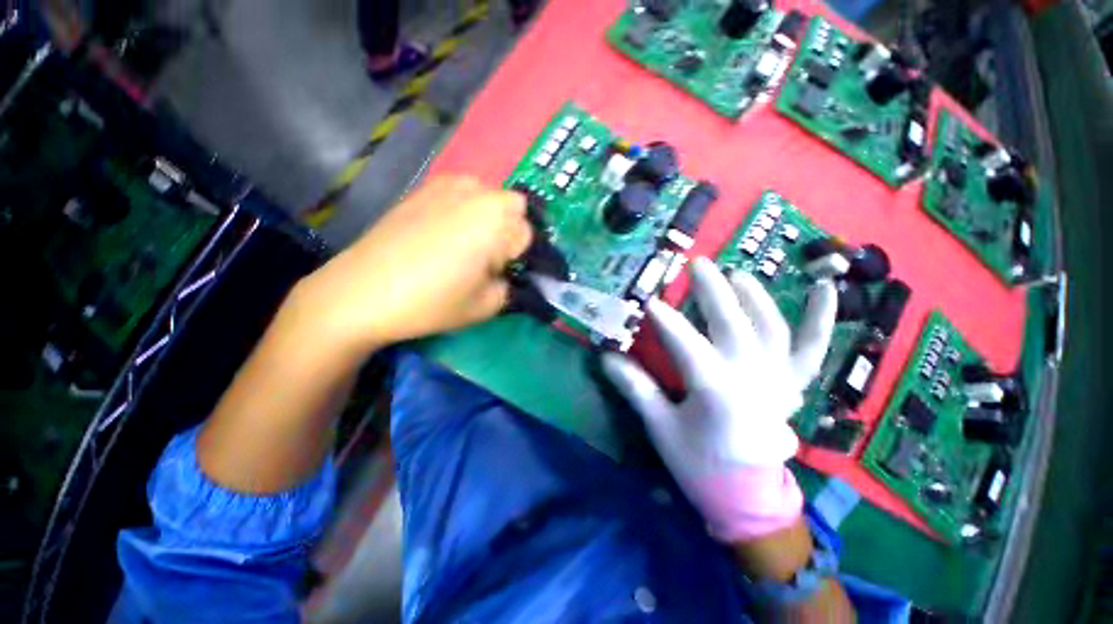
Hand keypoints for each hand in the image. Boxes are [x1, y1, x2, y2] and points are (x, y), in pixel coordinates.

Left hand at [291, 175, 532, 353]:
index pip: (528, 234)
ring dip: (489, 219)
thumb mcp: (486, 306)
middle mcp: (476, 193)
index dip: (519, 257)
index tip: (502, 273)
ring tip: (466, 246)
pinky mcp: (423, 189)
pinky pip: (461, 194)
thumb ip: (510, 287)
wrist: (362, 291)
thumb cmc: (431, 301)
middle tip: (488, 258)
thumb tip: (508, 275)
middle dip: (509, 231)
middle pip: (513, 208)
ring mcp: (447, 186)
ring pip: (488, 197)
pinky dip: (465, 211)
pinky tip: (442, 234)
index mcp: (496, 220)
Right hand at [602, 258, 836, 539]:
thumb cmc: (699, 463)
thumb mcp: (661, 428)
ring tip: (736, 274)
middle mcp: (752, 379)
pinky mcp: (793, 383)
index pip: (685, 343)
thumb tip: (606, 358)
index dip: (665, 319)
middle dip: (712, 291)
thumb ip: (635, 389)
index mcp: (716, 392)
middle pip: (732, 324)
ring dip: (754, 296)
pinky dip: (821, 318)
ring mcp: (779, 379)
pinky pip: (813, 348)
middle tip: (696, 264)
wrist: (747, 496)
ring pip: (772, 327)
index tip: (648, 298)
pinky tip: (826, 288)